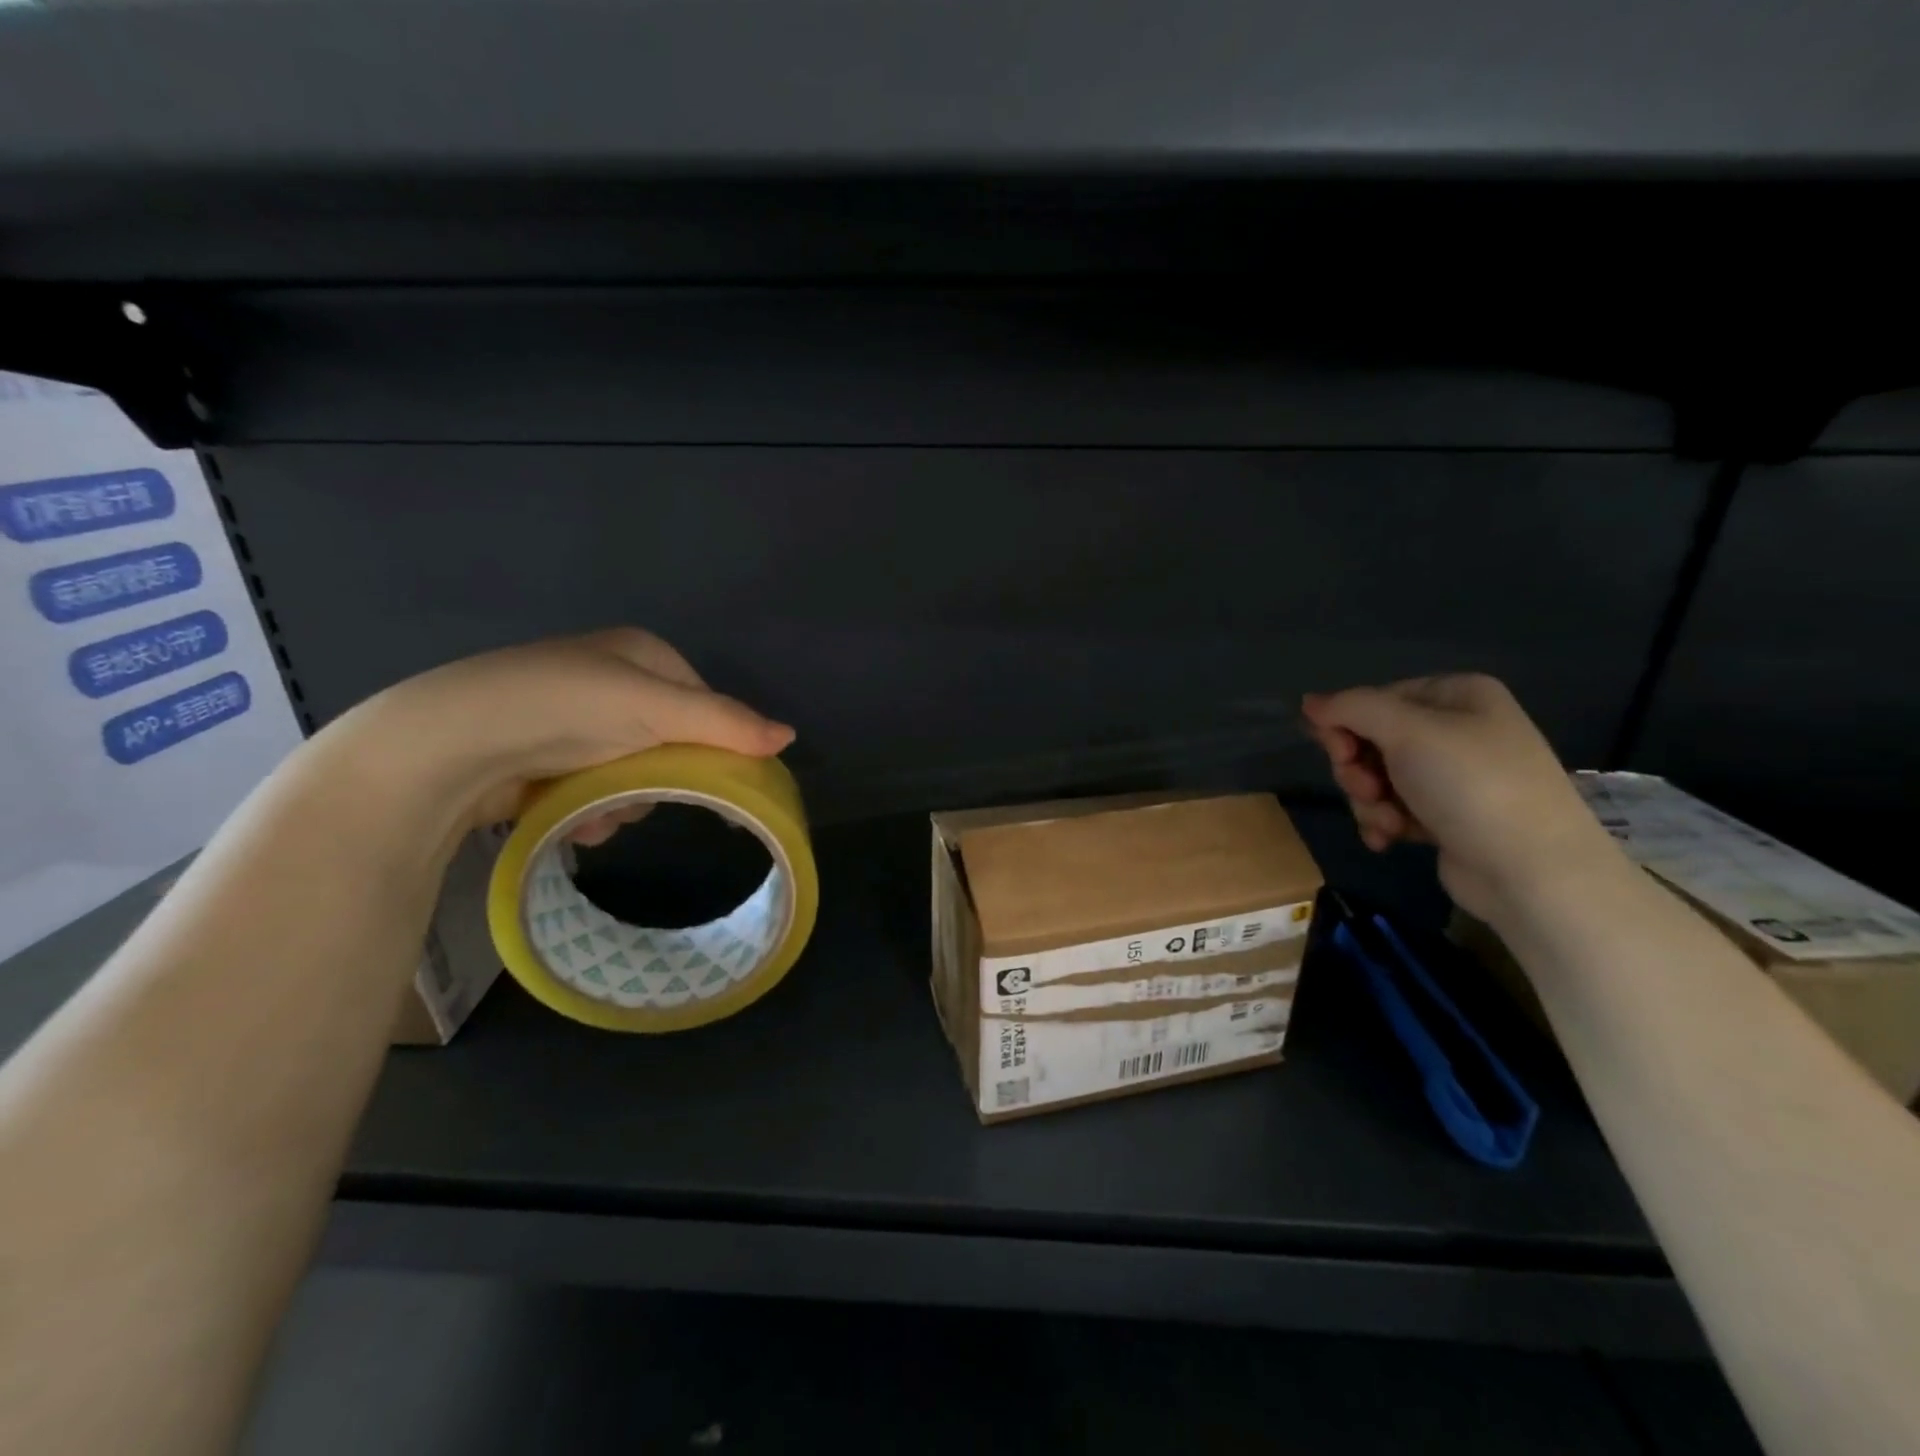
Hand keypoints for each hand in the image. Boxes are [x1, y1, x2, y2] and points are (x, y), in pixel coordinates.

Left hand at [339, 628, 793, 843]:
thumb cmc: (565, 708)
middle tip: (638, 793)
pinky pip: (595, 789)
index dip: (714, 744)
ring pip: (635, 773)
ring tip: (591, 810)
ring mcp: (574, 721)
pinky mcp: (545, 757)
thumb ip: (726, 724)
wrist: (449, 745)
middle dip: (658, 778)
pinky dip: (590, 809)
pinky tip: (568, 816)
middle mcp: (610, 682)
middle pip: (671, 744)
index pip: (704, 704)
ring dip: (622, 800)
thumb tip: (790, 737)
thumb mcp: (656, 709)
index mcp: (641, 654)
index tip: (716, 783)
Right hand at [1301, 673, 1618, 918]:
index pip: (1375, 699)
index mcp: (1456, 695)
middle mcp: (1457, 729)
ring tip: (1388, 823)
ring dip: (1369, 802)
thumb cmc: (1471, 786)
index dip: (1347, 726)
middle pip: (1371, 740)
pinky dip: (1385, 822)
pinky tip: (1391, 840)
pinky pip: (1394, 808)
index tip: (1340, 754)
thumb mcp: (1406, 732)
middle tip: (1368, 791)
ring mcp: (1453, 775)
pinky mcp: (1447, 816)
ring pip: (1377, 778)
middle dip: (1359, 770)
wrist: (1533, 872)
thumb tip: (1308, 702)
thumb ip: (1351, 708)